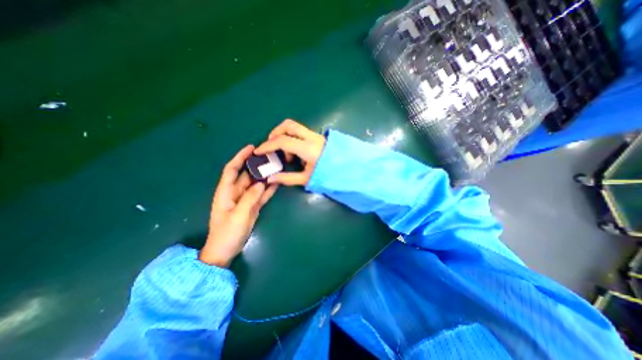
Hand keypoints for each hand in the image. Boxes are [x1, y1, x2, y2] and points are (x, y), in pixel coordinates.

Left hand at [200, 145, 278, 265]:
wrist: (226, 251)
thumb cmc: (227, 233)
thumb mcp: (238, 215)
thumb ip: (250, 198)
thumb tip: (261, 183)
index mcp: (226, 192)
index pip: (232, 169)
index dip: (240, 157)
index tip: (251, 148)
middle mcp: (235, 193)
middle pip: (246, 175)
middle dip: (256, 166)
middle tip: (269, 157)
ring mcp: (245, 200)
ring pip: (255, 184)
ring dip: (264, 177)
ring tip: (276, 168)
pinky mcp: (252, 207)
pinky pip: (261, 195)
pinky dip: (268, 189)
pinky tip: (276, 183)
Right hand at [254, 118, 326, 185]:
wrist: (346, 169)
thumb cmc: (327, 175)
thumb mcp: (307, 178)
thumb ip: (287, 178)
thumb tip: (270, 179)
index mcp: (308, 148)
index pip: (283, 141)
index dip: (267, 145)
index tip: (258, 151)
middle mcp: (311, 137)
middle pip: (288, 125)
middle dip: (275, 133)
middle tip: (271, 146)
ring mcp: (315, 135)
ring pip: (294, 127)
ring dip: (285, 137)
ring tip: (287, 156)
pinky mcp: (318, 136)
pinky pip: (301, 133)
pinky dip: (293, 139)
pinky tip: (297, 155)